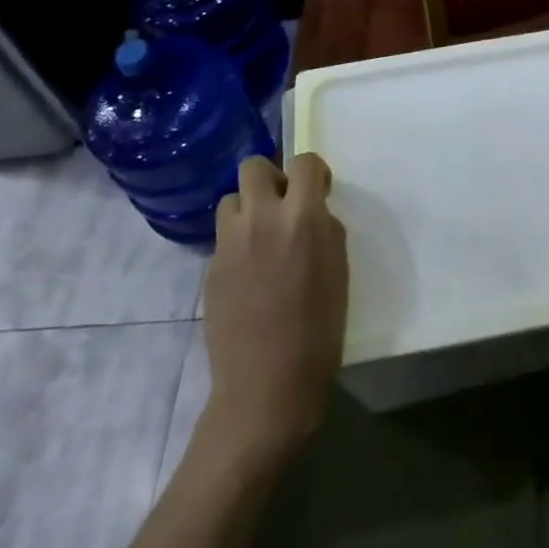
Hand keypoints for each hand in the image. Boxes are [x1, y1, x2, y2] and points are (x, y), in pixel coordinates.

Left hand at [201, 154, 348, 461]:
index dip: (313, 171)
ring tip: (261, 237)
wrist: (268, 385)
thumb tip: (311, 212)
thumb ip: (323, 228)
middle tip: (282, 204)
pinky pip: (224, 236)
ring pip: (230, 199)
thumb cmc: (320, 328)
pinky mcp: (210, 268)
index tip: (318, 191)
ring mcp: (229, 243)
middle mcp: (261, 218)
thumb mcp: (338, 267)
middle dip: (270, 177)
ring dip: (248, 209)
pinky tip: (249, 273)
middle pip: (252, 166)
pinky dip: (237, 242)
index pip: (303, 162)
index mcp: (302, 217)